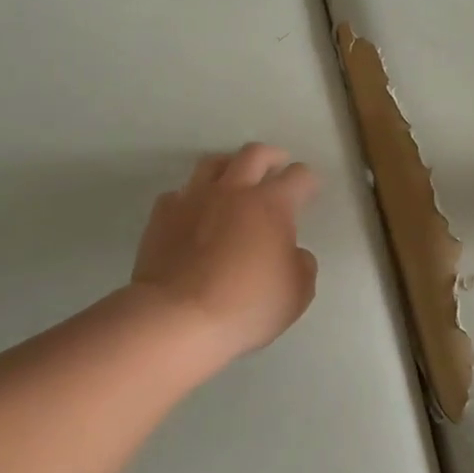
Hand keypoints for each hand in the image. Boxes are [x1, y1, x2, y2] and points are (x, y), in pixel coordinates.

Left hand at [129, 144, 319, 366]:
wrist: (177, 318)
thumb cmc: (246, 306)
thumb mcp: (296, 293)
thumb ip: (302, 265)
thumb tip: (293, 253)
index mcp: (271, 204)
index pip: (298, 176)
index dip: (309, 180)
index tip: (311, 188)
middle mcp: (233, 190)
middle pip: (254, 154)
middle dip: (272, 156)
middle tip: (277, 165)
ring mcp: (194, 198)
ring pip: (213, 163)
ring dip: (230, 165)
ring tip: (235, 178)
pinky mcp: (163, 214)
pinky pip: (180, 193)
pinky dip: (193, 197)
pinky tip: (195, 212)